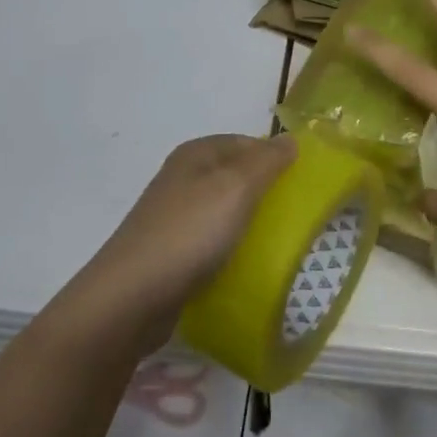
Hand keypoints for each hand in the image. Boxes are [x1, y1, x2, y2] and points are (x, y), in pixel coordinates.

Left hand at [73, 133, 296, 350]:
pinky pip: (212, 241)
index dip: (276, 157)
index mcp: (196, 154)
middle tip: (297, 215)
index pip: (247, 142)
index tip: (304, 183)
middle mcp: (183, 178)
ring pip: (225, 210)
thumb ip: (266, 161)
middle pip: (236, 176)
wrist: (131, 298)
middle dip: (266, 192)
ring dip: (250, 223)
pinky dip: (231, 249)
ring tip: (279, 242)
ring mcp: (174, 216)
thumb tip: (290, 139)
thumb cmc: (189, 233)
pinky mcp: (172, 252)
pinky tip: (246, 265)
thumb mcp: (236, 187)